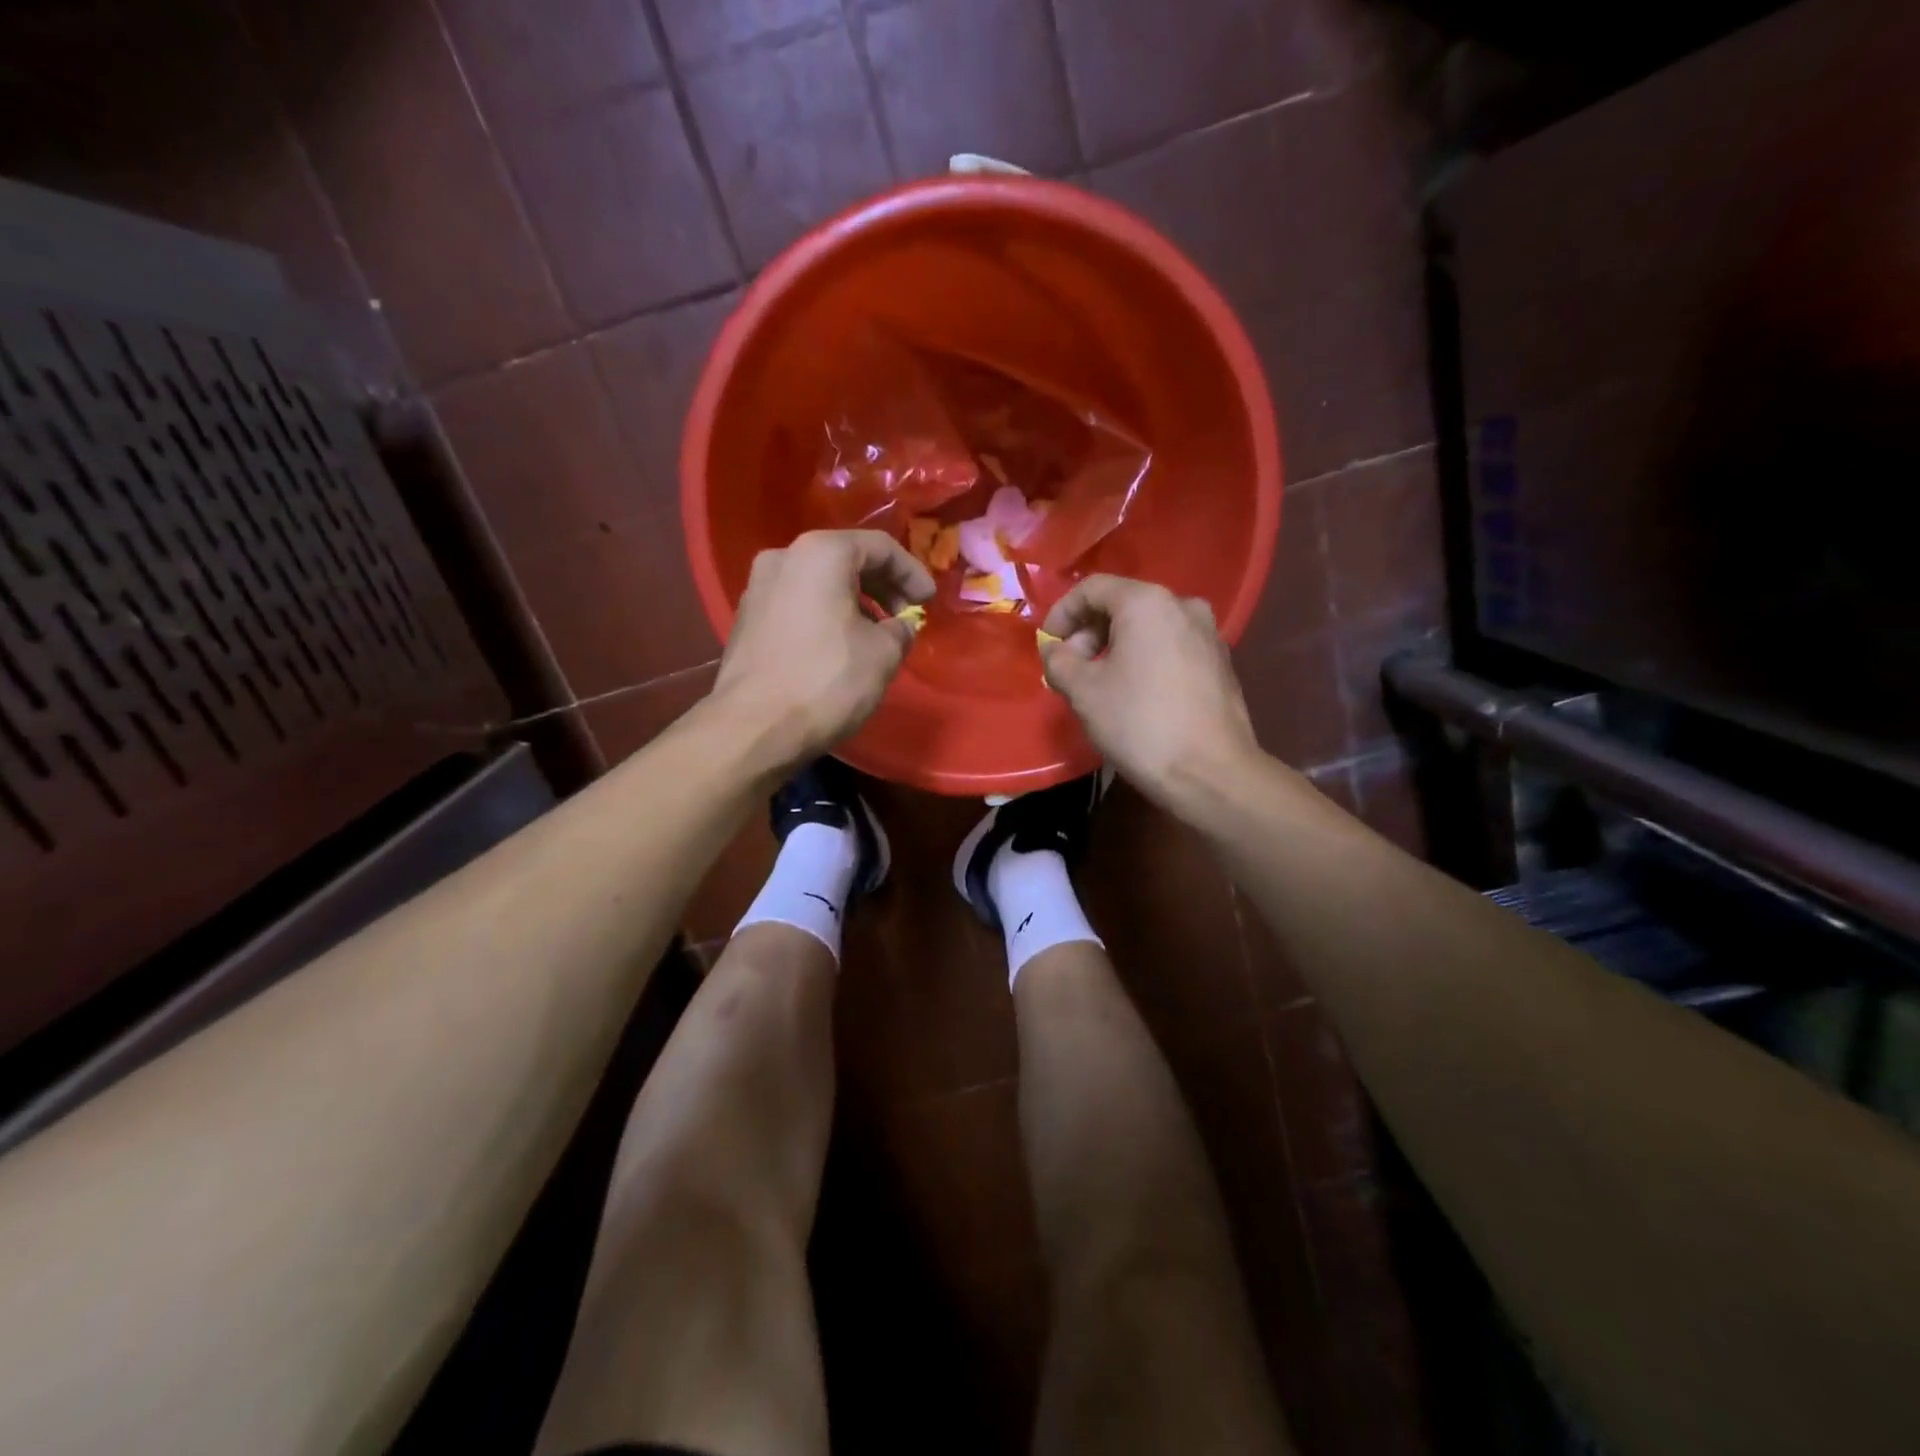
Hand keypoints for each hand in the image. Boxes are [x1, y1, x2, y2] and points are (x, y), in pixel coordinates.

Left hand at [711, 529, 934, 768]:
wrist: (754, 727)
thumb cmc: (827, 681)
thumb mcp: (883, 654)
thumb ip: (901, 630)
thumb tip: (899, 626)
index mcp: (820, 554)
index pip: (880, 547)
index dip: (912, 573)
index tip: (929, 602)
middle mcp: (783, 558)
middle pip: (846, 560)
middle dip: (882, 587)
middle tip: (906, 617)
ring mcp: (758, 588)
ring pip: (820, 583)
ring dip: (854, 603)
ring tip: (877, 636)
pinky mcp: (747, 619)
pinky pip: (798, 605)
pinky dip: (826, 616)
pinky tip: (841, 647)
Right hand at [1039, 575, 1261, 808]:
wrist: (1210, 773)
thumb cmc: (1140, 723)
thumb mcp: (1083, 691)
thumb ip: (1059, 662)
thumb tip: (1056, 652)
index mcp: (1147, 602)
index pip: (1092, 588)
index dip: (1061, 613)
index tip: (1047, 645)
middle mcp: (1183, 605)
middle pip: (1122, 604)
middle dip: (1089, 633)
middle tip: (1070, 669)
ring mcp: (1208, 634)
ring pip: (1148, 628)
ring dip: (1115, 648)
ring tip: (1097, 684)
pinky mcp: (1220, 663)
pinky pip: (1170, 647)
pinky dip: (1144, 659)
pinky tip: (1133, 694)